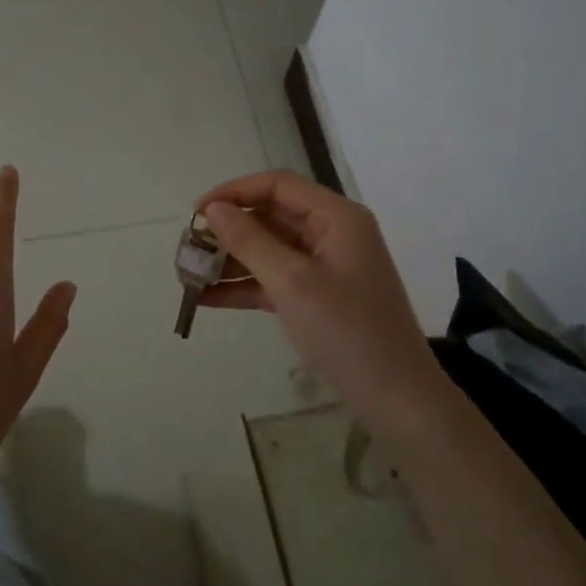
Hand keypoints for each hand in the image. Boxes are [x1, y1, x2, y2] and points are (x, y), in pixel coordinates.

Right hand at [196, 171, 444, 440]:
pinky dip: (244, 286)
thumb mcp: (292, 282)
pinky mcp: (318, 298)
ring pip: (269, 250)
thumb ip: (250, 241)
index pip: (278, 186)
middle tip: (188, 248)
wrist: (397, 399)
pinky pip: (274, 280)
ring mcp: (326, 267)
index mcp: (336, 217)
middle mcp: (332, 234)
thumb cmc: (347, 331)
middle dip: (228, 230)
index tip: (196, 212)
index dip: (234, 192)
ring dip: (231, 261)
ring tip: (188, 275)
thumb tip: (214, 209)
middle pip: (271, 217)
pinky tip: (206, 299)